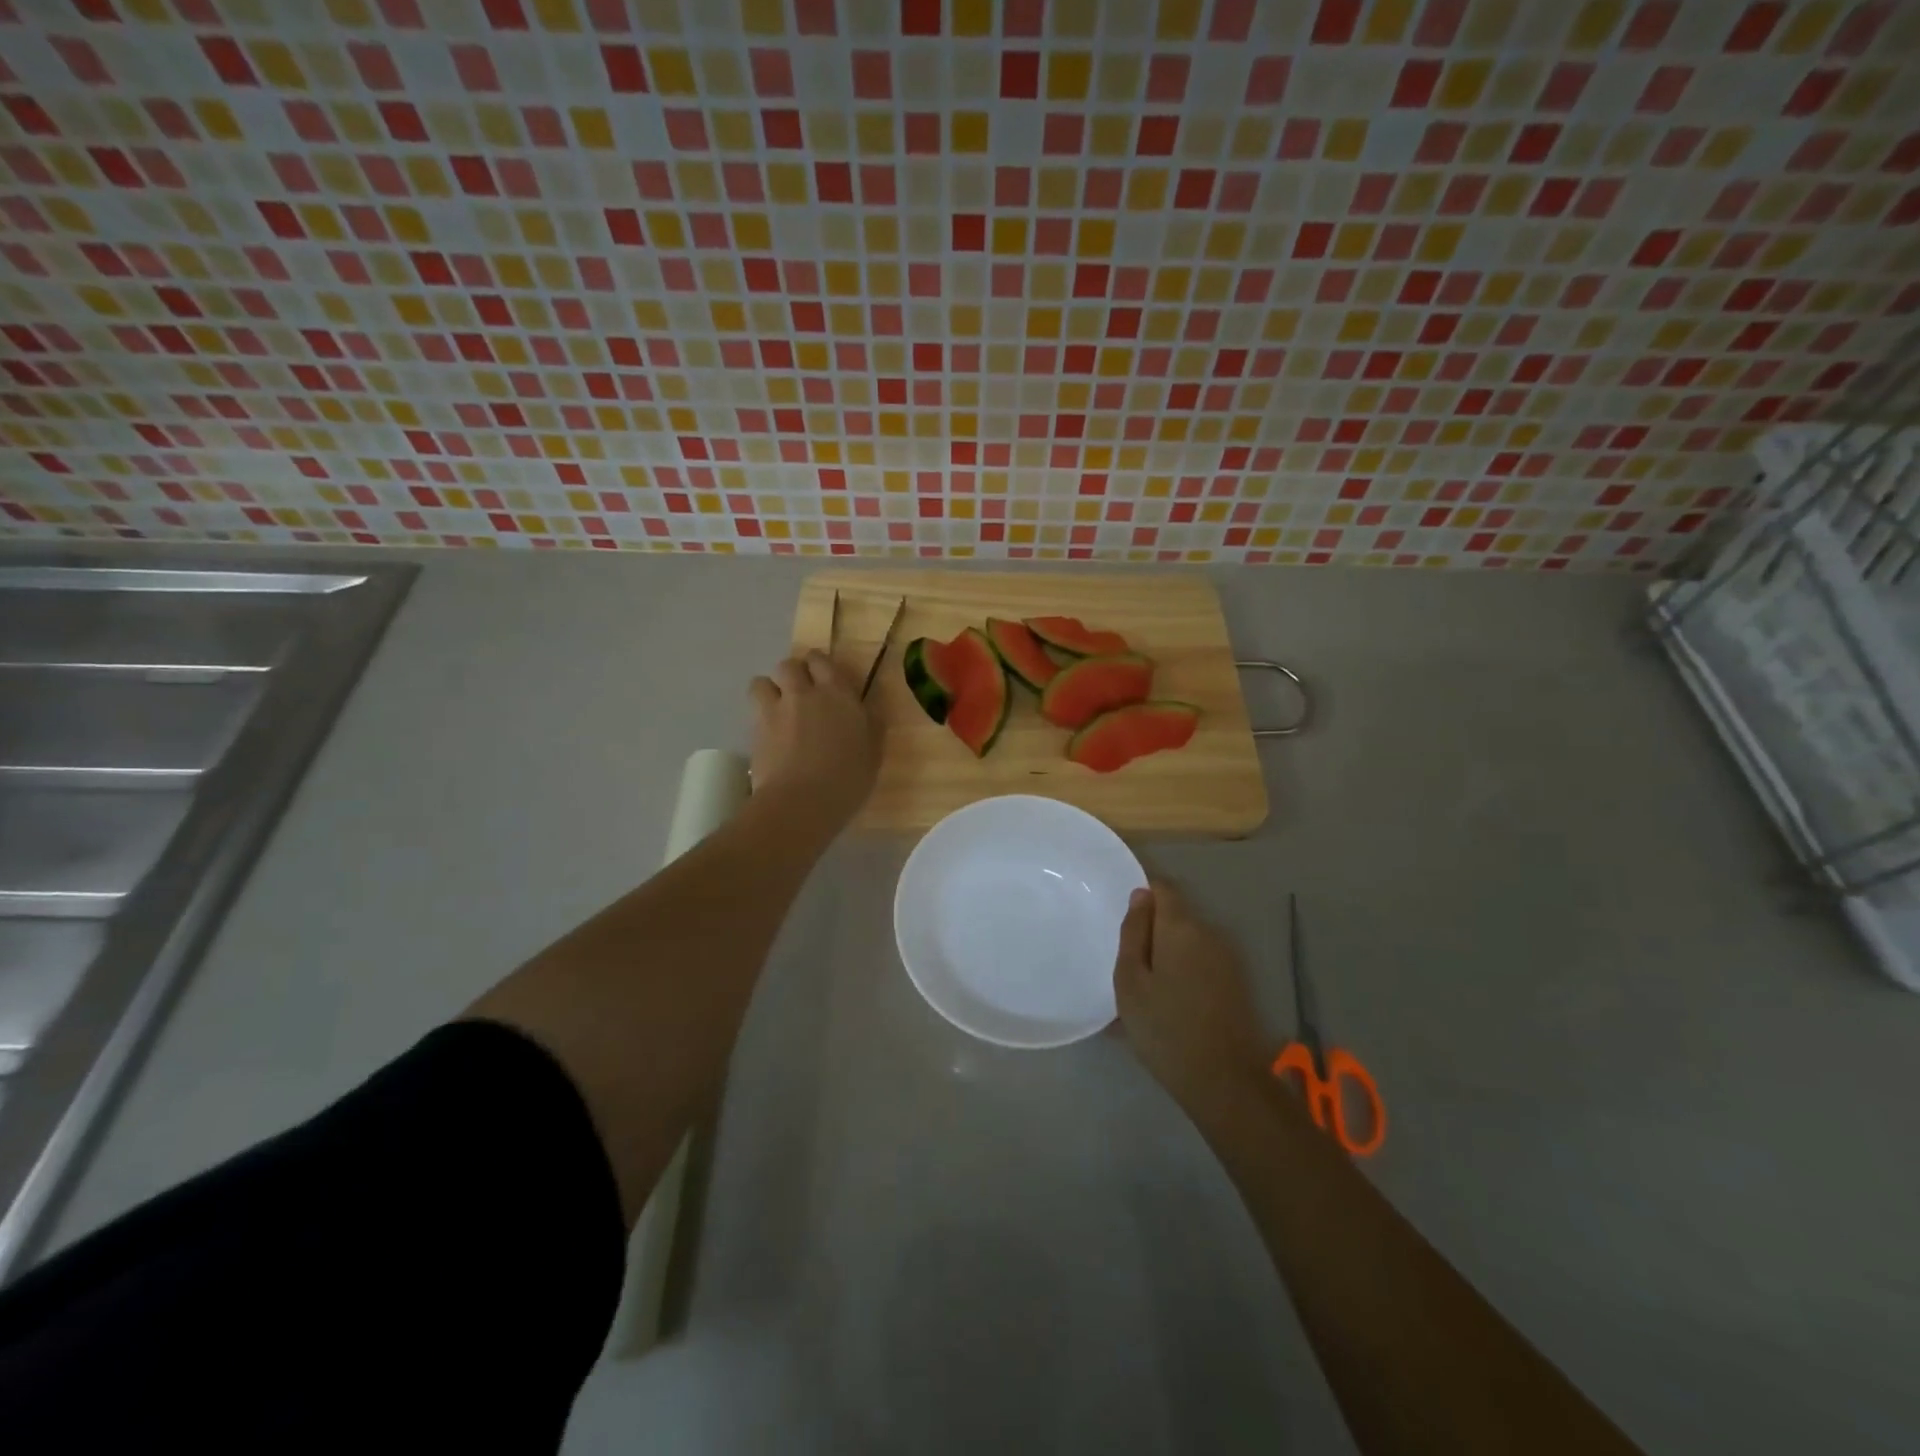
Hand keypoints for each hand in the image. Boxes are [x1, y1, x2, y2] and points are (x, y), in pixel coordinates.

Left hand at [748, 651, 881, 830]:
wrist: (801, 802)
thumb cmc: (847, 780)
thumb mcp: (872, 754)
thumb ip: (870, 726)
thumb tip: (869, 709)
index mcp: (838, 695)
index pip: (822, 661)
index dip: (819, 665)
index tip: (823, 677)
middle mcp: (804, 694)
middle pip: (789, 665)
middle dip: (793, 674)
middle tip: (800, 692)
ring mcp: (776, 710)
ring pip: (762, 682)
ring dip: (769, 690)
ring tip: (777, 708)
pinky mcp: (755, 730)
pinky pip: (753, 710)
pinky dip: (759, 715)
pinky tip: (768, 733)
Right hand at [1113, 880, 1269, 1115]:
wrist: (1225, 1082)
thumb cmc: (1165, 1028)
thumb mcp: (1130, 981)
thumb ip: (1133, 933)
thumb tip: (1141, 895)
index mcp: (1181, 927)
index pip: (1162, 888)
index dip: (1142, 896)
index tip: (1123, 921)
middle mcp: (1210, 934)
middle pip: (1176, 917)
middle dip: (1152, 932)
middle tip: (1128, 966)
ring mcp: (1229, 960)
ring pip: (1189, 944)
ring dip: (1168, 957)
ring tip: (1145, 993)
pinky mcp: (1238, 984)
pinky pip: (1202, 965)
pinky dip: (1184, 975)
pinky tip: (1169, 1008)